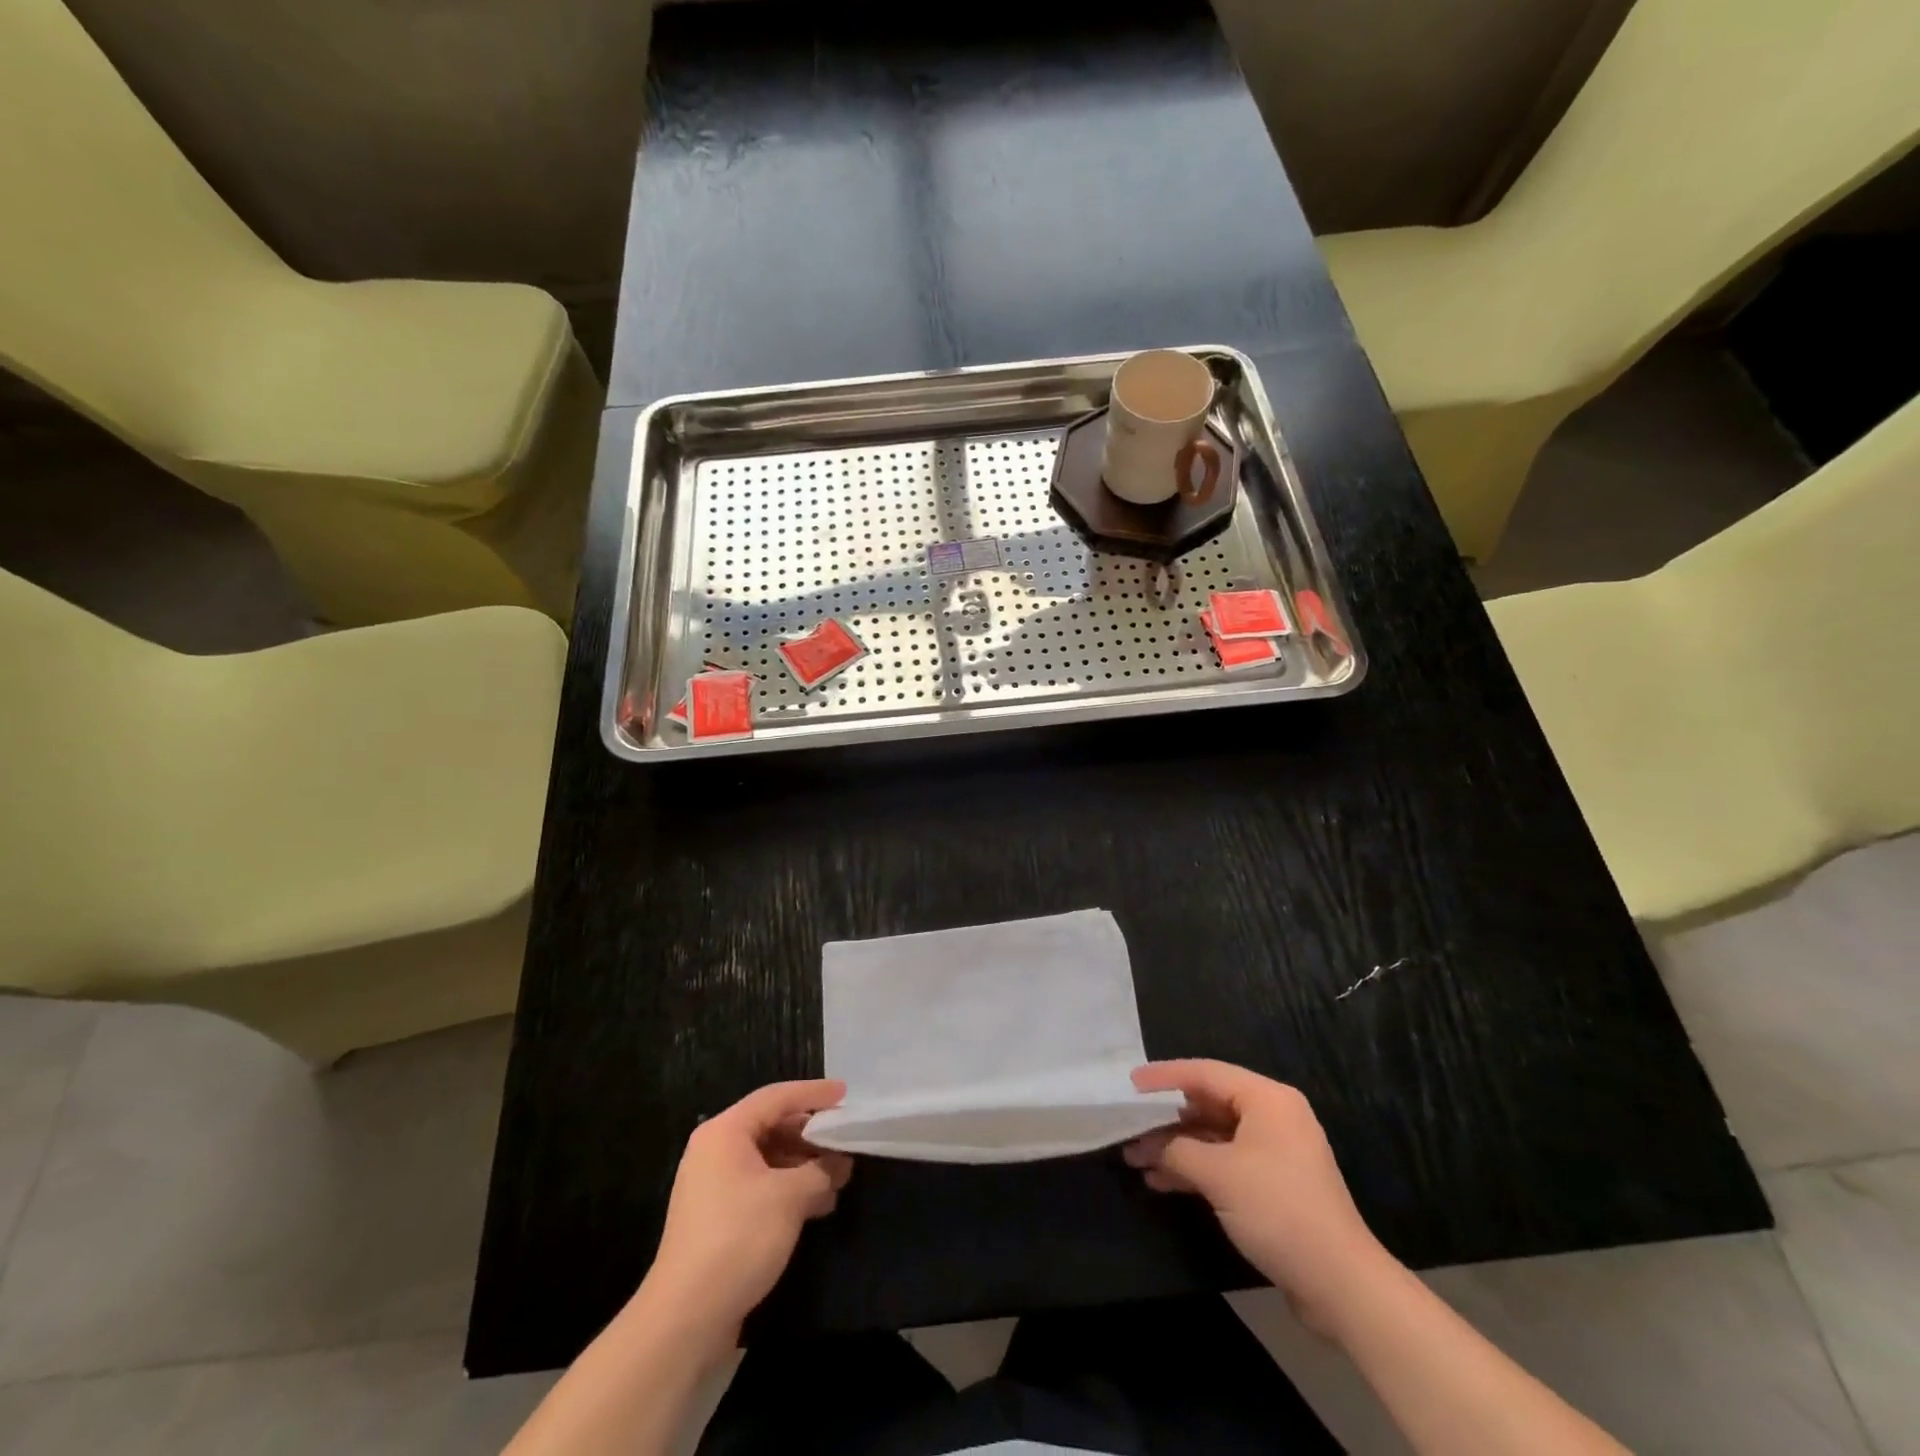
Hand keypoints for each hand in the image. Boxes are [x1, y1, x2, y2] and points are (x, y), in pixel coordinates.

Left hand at [641, 1080, 852, 1346]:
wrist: (685, 1319)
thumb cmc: (738, 1239)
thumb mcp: (789, 1197)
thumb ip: (821, 1170)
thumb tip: (841, 1162)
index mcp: (725, 1132)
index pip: (776, 1097)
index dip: (813, 1093)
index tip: (845, 1094)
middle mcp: (715, 1150)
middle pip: (771, 1126)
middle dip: (811, 1134)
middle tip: (845, 1140)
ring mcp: (713, 1185)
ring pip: (768, 1158)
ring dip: (804, 1165)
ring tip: (839, 1177)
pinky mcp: (718, 1217)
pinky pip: (760, 1185)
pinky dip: (789, 1188)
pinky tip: (818, 1204)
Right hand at [1125, 1060, 1387, 1334]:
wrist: (1341, 1285)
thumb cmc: (1278, 1211)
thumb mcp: (1218, 1175)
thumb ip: (1177, 1150)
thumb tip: (1150, 1146)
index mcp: (1267, 1099)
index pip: (1205, 1073)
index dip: (1164, 1077)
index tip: (1130, 1084)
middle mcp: (1273, 1117)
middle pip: (1208, 1104)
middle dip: (1166, 1120)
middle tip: (1130, 1127)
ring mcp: (1274, 1152)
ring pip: (1213, 1136)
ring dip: (1176, 1148)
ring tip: (1136, 1159)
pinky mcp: (1273, 1185)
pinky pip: (1225, 1162)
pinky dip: (1195, 1169)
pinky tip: (1161, 1182)